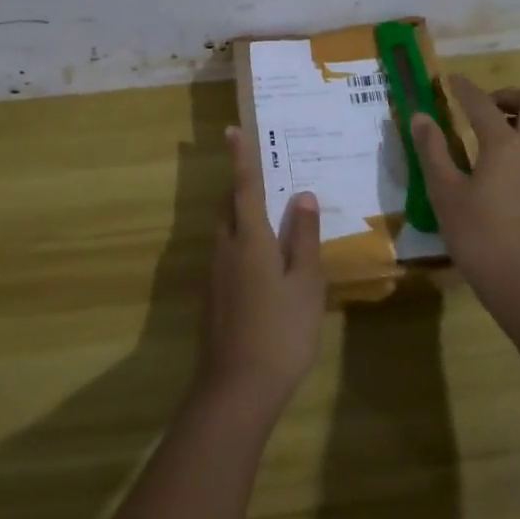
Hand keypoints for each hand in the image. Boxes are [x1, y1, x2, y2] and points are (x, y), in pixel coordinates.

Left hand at [198, 125, 325, 410]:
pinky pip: (226, 253)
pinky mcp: (214, 297)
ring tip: (265, 212)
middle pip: (229, 206)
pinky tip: (261, 260)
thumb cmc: (281, 331)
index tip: (231, 130)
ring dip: (239, 214)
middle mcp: (226, 248)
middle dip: (240, 186)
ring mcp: (215, 274)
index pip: (244, 187)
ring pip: (225, 230)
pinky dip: (241, 241)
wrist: (237, 388)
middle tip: (259, 172)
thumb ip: (302, 237)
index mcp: (249, 239)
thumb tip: (302, 195)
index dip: (241, 158)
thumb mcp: (305, 283)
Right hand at [411, 76, 519, 314]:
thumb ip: (433, 151)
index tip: (450, 79)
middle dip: (507, 96)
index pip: (483, 104)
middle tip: (481, 106)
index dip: (464, 89)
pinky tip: (502, 159)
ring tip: (492, 129)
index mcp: (506, 145)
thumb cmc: (480, 236)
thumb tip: (421, 117)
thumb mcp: (445, 193)